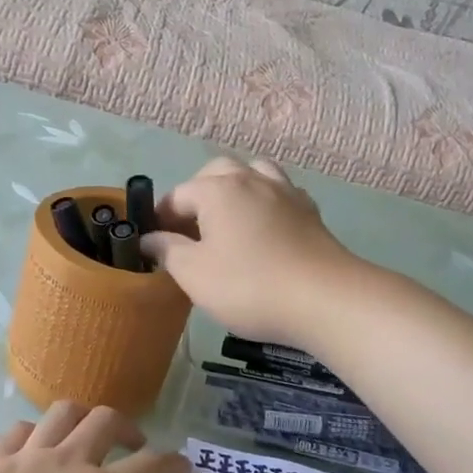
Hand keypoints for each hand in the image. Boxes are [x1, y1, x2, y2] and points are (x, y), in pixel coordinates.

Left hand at [0, 403, 187, 472]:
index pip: (150, 466)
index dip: (171, 464)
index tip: (181, 467)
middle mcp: (68, 463)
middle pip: (106, 421)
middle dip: (128, 428)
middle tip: (133, 447)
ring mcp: (27, 458)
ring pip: (62, 412)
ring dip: (83, 418)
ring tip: (85, 437)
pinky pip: (18, 430)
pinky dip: (35, 432)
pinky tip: (35, 449)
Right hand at [140, 157, 357, 346]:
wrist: (325, 299)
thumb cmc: (249, 286)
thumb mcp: (194, 274)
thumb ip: (167, 251)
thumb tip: (148, 238)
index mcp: (218, 189)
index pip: (177, 195)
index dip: (160, 218)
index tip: (154, 245)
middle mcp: (251, 179)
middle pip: (216, 172)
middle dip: (197, 194)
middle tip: (189, 229)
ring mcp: (285, 192)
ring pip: (253, 173)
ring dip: (234, 188)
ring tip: (227, 219)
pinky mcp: (309, 211)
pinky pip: (279, 192)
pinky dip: (264, 201)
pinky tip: (263, 226)